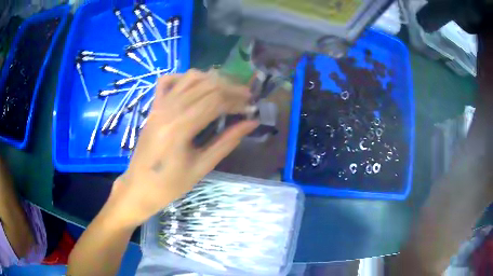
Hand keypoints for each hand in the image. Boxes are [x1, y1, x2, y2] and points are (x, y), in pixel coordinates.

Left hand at [108, 69, 258, 227]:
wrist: (139, 187)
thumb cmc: (170, 185)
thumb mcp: (202, 167)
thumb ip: (227, 142)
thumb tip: (251, 123)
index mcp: (180, 128)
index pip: (215, 100)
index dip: (237, 101)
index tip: (251, 107)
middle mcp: (168, 109)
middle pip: (206, 85)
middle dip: (230, 88)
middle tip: (246, 98)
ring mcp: (159, 105)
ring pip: (190, 78)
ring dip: (212, 80)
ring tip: (227, 91)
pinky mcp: (154, 107)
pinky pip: (168, 81)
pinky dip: (185, 77)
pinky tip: (196, 86)